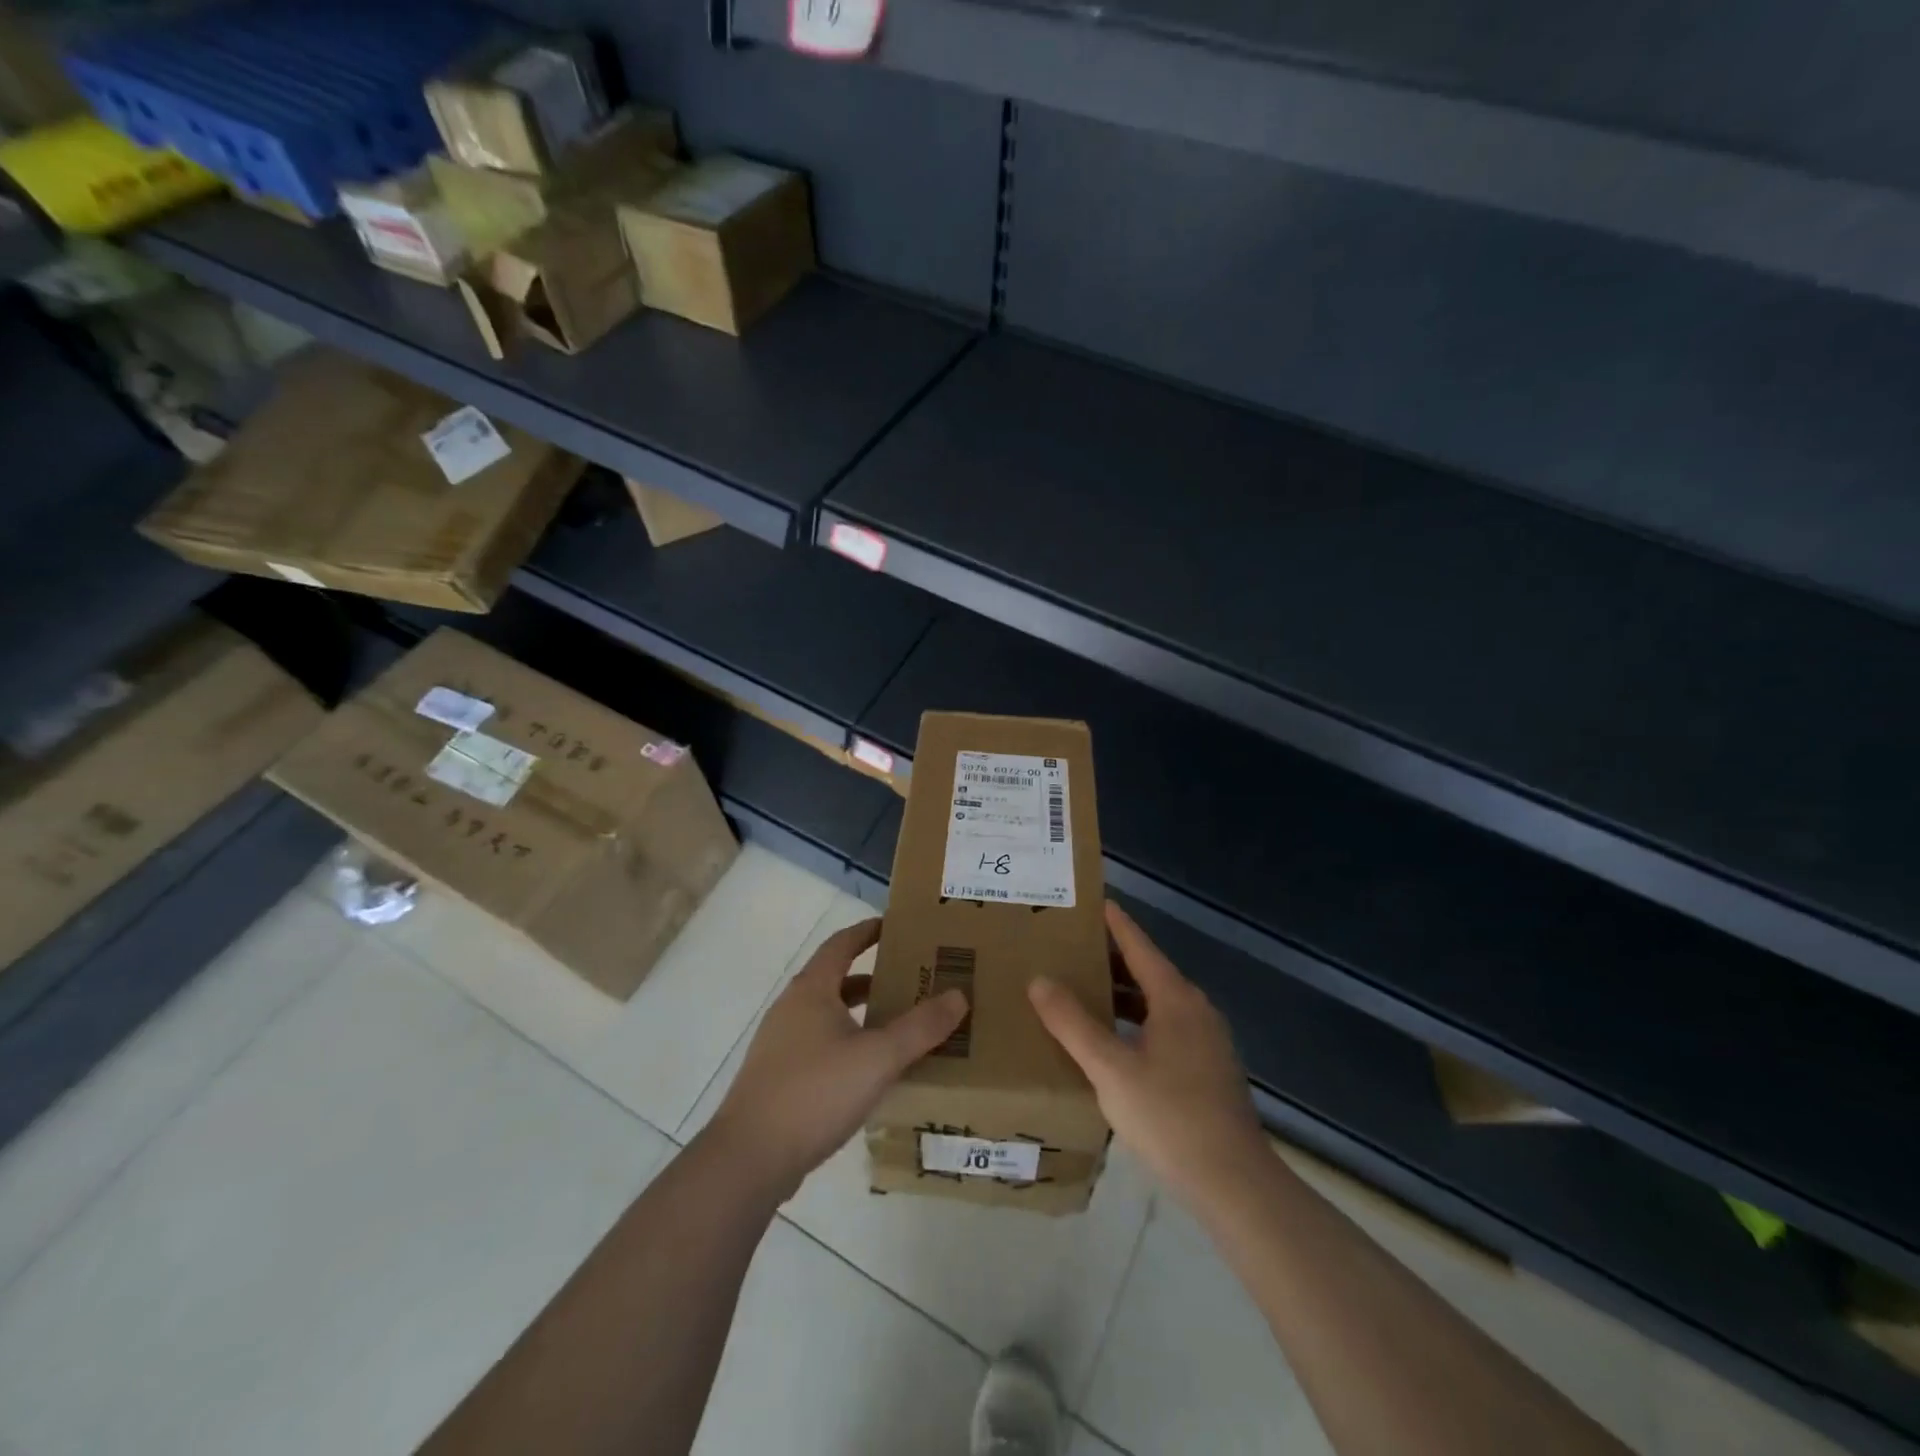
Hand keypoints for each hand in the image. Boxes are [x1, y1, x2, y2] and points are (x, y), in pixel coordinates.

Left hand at [707, 919, 967, 1200]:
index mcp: (812, 990)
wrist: (749, 1158)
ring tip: (897, 1026)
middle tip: (911, 980)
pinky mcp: (777, 1078)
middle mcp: (792, 1009)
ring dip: (861, 1014)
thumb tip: (958, 995)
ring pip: (828, 1015)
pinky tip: (869, 1071)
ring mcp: (780, 1044)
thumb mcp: (878, 1057)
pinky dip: (847, 1043)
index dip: (867, 931)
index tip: (895, 926)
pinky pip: (820, 1045)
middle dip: (873, 977)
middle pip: (836, 979)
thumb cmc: (815, 1092)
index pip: (841, 944)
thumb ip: (921, 1027)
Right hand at [1029, 902, 1264, 1197]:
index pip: (1139, 945)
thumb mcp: (1110, 1068)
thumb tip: (1039, 980)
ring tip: (1083, 991)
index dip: (1115, 923)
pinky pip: (1164, 1028)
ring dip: (1122, 994)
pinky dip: (1135, 1021)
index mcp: (1175, 999)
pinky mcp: (1207, 1070)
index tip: (1092, 902)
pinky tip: (1112, 1042)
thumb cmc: (1170, 1116)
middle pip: (1148, 972)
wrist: (1234, 1183)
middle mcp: (1195, 1010)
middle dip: (1111, 959)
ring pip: (1156, 1003)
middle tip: (1070, 949)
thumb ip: (1073, 1023)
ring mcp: (1206, 1041)